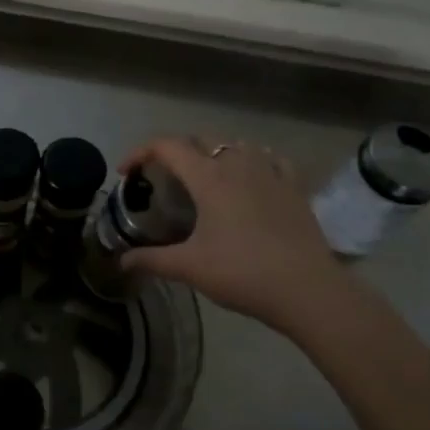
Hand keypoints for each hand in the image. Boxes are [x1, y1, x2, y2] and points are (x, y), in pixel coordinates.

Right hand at [118, 136, 349, 332]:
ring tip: (204, 177)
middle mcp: (238, 164)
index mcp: (208, 177)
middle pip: (200, 140)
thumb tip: (122, 262)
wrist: (306, 290)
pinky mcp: (294, 186)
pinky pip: (269, 158)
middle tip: (163, 177)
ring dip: (213, 153)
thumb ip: (152, 260)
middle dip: (175, 152)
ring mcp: (270, 171)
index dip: (140, 152)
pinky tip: (251, 177)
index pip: (167, 146)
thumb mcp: (190, 267)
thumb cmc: (242, 273)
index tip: (126, 173)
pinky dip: (252, 160)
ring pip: (235, 145)